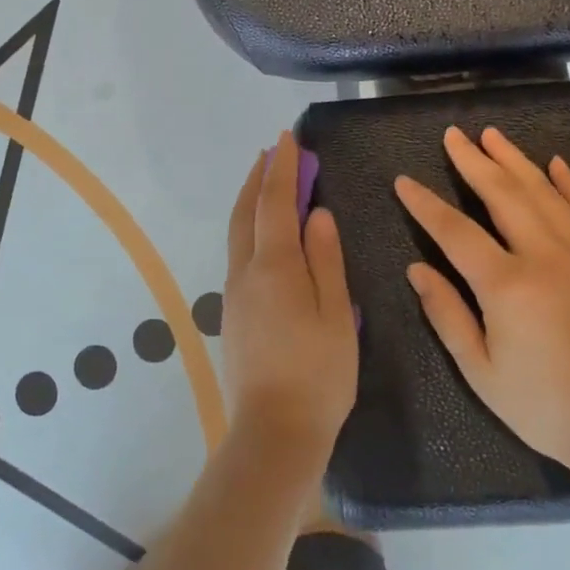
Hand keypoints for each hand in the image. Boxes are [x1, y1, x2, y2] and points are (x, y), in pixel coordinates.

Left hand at [222, 131, 358, 453]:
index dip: (282, 168)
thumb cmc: (318, 374)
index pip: (275, 202)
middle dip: (258, 178)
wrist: (274, 431)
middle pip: (246, 213)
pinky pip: (239, 256)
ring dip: (251, 202)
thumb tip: (316, 214)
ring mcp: (234, 295)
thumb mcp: (336, 314)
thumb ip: (325, 260)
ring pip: (238, 234)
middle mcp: (245, 273)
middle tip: (273, 154)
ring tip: (268, 184)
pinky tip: (266, 236)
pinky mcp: (233, 315)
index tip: (287, 138)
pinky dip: (250, 230)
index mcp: (274, 268)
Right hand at [394, 126, 569, 479]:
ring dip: (516, 161)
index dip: (424, 204)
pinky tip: (556, 164)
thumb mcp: (479, 370)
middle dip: (473, 162)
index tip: (403, 181)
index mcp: (506, 285)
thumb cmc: (543, 405)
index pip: (454, 231)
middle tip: (452, 135)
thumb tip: (416, 270)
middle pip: (502, 195)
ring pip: (544, 193)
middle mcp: (545, 256)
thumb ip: (446, 314)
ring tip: (492, 135)